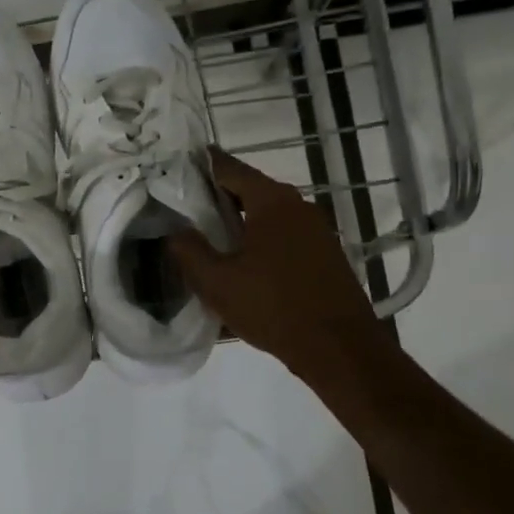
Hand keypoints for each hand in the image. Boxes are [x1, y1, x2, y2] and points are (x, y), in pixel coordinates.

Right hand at [169, 150, 392, 395]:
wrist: (339, 348)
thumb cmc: (273, 307)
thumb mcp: (217, 282)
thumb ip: (189, 251)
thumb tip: (175, 232)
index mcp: (272, 201)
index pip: (229, 168)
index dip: (200, 165)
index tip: (174, 166)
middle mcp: (298, 206)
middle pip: (249, 189)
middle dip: (216, 197)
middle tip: (182, 208)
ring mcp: (316, 230)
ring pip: (266, 215)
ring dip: (238, 222)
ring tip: (206, 238)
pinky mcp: (324, 254)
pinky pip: (282, 236)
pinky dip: (258, 240)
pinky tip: (240, 265)